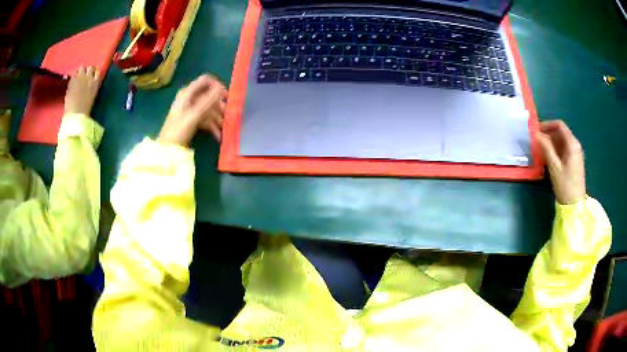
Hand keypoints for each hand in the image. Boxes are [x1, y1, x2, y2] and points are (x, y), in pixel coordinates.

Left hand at [64, 66, 100, 115]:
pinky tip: (71, 82)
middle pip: (89, 67)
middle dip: (86, 71)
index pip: (97, 71)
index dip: (93, 73)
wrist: (76, 115)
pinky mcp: (73, 79)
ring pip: (81, 67)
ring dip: (79, 71)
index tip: (91, 76)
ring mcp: (80, 77)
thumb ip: (92, 86)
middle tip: (82, 77)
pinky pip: (74, 73)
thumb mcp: (92, 97)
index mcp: (96, 82)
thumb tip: (90, 82)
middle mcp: (90, 76)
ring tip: (76, 78)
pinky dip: (73, 76)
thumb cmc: (84, 110)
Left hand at [158, 75, 226, 145]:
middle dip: (219, 104)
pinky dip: (212, 126)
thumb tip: (221, 88)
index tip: (226, 95)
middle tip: (229, 113)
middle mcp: (189, 99)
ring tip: (225, 127)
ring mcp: (191, 110)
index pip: (205, 80)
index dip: (217, 85)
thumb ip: (208, 100)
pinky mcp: (192, 120)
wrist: (167, 150)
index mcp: (187, 93)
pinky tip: (218, 136)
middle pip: (209, 95)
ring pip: (208, 108)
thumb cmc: (178, 130)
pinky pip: (205, 119)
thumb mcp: (194, 115)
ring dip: (217, 117)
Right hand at [536, 120, 585, 204]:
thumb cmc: (565, 186)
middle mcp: (575, 145)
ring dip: (551, 143)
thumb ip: (546, 148)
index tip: (537, 130)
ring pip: (562, 141)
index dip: (547, 125)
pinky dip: (556, 150)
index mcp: (572, 144)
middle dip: (548, 134)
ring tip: (541, 150)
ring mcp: (576, 154)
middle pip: (561, 133)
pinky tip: (549, 157)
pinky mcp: (574, 162)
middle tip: (537, 141)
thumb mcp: (554, 167)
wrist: (575, 205)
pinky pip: (564, 149)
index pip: (560, 125)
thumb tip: (535, 134)